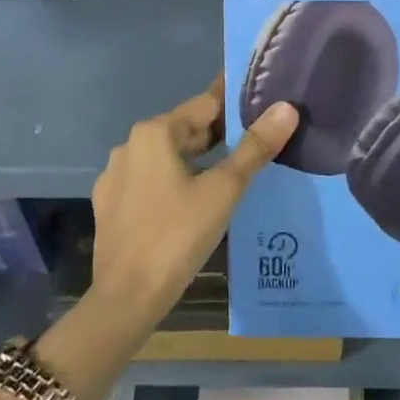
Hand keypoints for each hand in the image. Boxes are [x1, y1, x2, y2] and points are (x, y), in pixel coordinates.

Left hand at [89, 77, 298, 329]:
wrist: (126, 298)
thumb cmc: (177, 235)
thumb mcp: (224, 189)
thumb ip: (255, 147)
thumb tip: (287, 108)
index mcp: (155, 132)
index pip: (205, 104)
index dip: (236, 103)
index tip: (263, 100)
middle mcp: (130, 145)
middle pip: (186, 129)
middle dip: (221, 133)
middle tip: (259, 137)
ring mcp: (116, 176)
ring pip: (169, 156)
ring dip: (199, 158)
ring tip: (235, 167)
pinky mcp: (112, 205)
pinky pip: (152, 180)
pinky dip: (177, 180)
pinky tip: (196, 198)